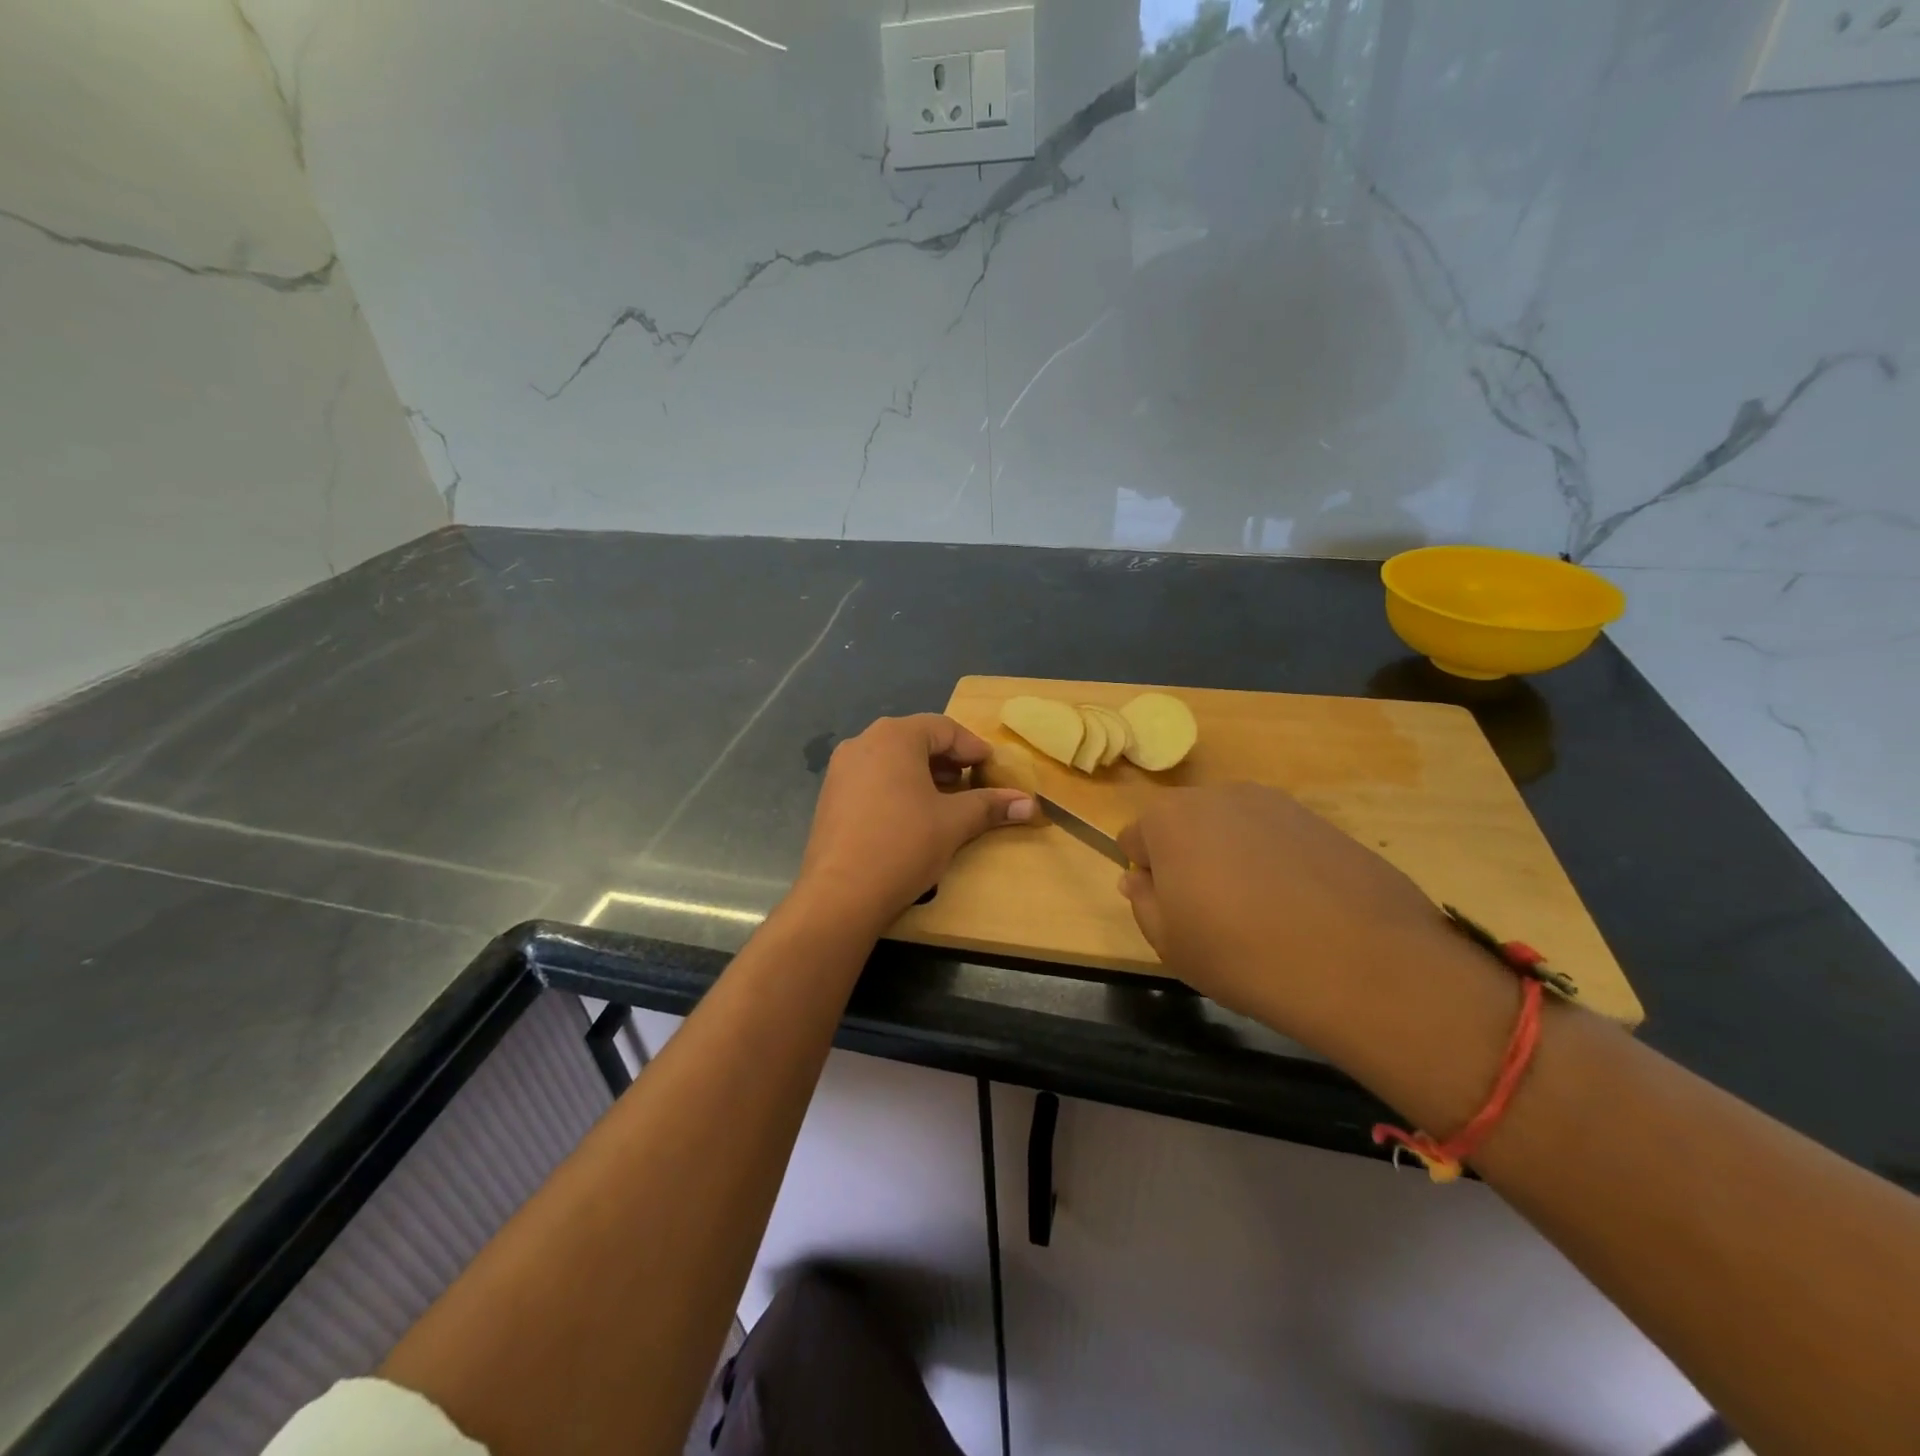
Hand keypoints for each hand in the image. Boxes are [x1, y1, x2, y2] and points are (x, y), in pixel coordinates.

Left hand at [796, 715, 1034, 929]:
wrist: (840, 893)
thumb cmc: (904, 845)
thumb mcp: (954, 823)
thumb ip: (990, 806)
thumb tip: (1030, 804)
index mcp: (894, 736)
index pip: (944, 728)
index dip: (973, 747)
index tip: (993, 769)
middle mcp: (863, 742)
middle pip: (916, 739)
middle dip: (948, 760)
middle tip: (972, 783)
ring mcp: (841, 769)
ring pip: (892, 759)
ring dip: (923, 774)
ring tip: (946, 800)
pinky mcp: (830, 795)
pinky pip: (872, 778)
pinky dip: (897, 787)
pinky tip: (911, 815)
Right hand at [1118, 784, 1508, 1071]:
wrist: (1361, 963)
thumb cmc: (1241, 954)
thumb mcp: (1170, 943)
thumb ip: (1143, 902)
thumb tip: (1139, 878)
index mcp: (1169, 818)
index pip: (1135, 838)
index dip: (1148, 877)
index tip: (1172, 911)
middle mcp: (1218, 795)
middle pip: (1185, 825)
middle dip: (1188, 859)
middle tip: (1213, 914)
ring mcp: (1276, 803)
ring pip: (1233, 829)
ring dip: (1233, 858)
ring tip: (1262, 913)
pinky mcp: (1322, 820)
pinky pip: (1278, 838)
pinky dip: (1278, 863)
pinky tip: (1301, 908)